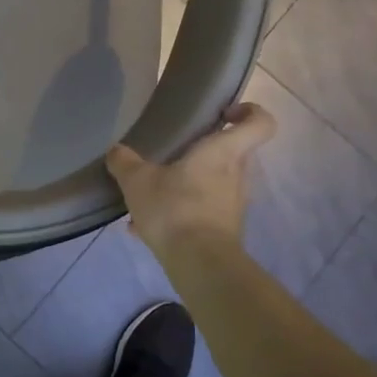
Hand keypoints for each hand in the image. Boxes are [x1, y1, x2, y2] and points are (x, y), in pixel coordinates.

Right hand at [105, 103, 276, 259]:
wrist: (199, 264)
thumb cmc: (175, 208)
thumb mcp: (137, 181)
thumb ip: (125, 162)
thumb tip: (116, 151)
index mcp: (223, 152)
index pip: (260, 123)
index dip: (249, 112)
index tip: (224, 114)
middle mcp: (237, 175)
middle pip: (231, 153)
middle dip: (203, 152)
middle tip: (172, 156)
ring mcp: (233, 204)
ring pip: (213, 184)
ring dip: (186, 186)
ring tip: (150, 197)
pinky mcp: (225, 229)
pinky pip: (202, 211)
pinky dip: (180, 214)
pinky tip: (146, 227)